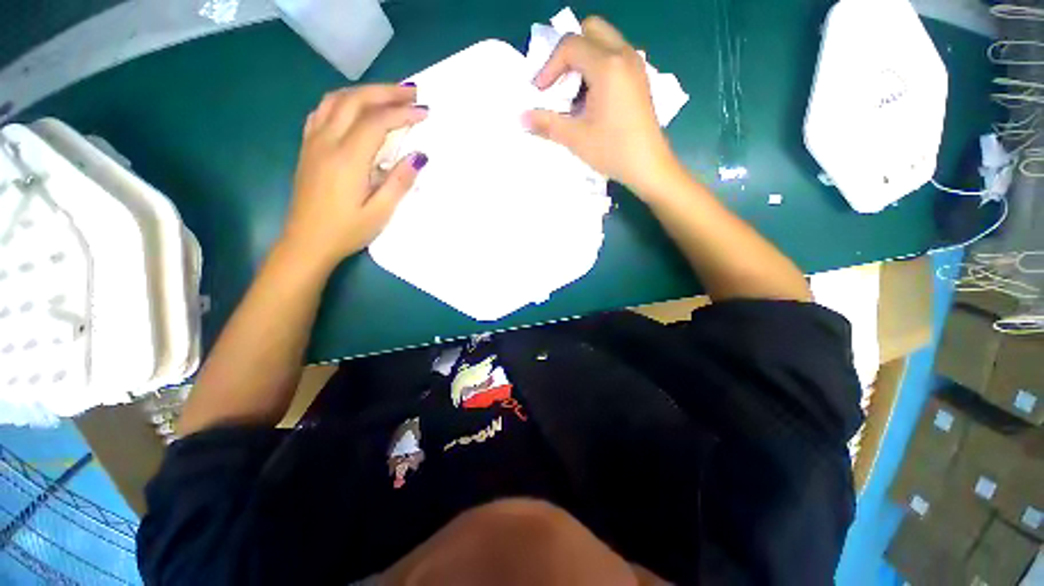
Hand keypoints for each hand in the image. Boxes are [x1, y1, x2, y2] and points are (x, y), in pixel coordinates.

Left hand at [282, 85, 428, 267]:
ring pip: (336, 100)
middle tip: (412, 93)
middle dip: (386, 92)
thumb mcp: (380, 213)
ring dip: (365, 92)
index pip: (377, 122)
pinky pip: (322, 111)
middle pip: (355, 101)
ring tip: (388, 96)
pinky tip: (355, 108)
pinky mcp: (308, 147)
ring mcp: (313, 142)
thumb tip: (419, 157)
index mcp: (347, 159)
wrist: (306, 242)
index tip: (425, 113)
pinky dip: (343, 101)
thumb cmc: (346, 231)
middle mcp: (327, 141)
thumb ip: (399, 182)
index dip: (403, 113)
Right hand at [524, 17, 680, 199]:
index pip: (571, 45)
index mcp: (608, 66)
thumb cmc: (612, 151)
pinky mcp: (639, 78)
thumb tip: (522, 118)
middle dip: (568, 53)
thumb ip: (547, 123)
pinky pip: (614, 56)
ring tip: (574, 94)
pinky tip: (592, 99)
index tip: (540, 92)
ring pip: (604, 42)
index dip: (549, 66)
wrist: (649, 166)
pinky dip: (598, 67)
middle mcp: (624, 55)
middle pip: (590, 30)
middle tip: (558, 83)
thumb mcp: (575, 138)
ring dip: (583, 60)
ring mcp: (635, 65)